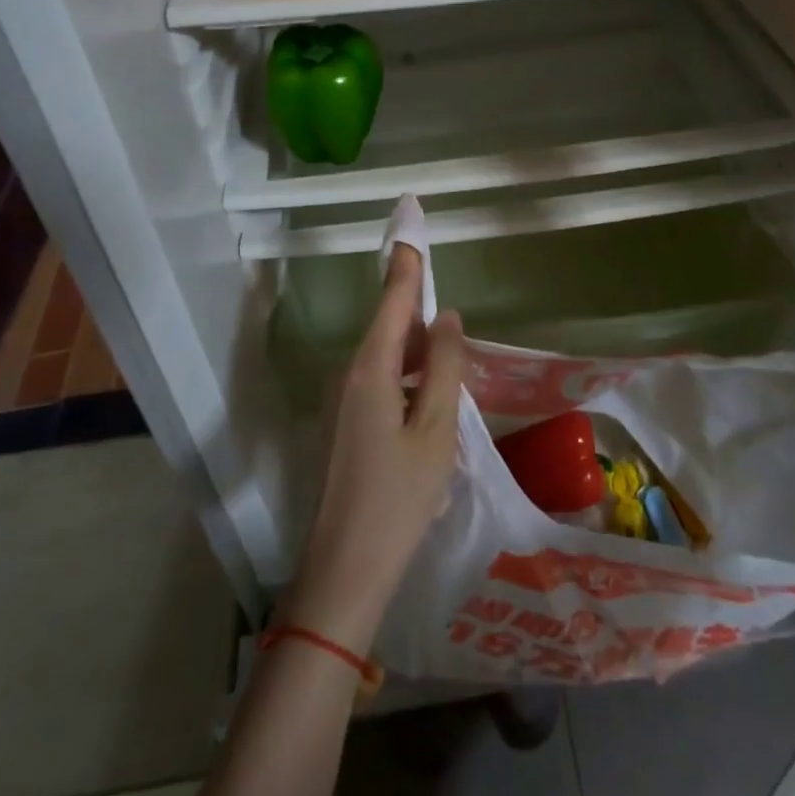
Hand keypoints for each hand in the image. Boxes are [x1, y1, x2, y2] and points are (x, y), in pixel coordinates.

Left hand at [287, 243, 465, 653]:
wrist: (343, 570)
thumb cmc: (398, 498)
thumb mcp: (436, 429)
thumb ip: (443, 366)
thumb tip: (446, 316)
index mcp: (370, 368)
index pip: (392, 298)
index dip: (406, 262)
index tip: (410, 225)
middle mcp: (349, 375)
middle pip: (389, 327)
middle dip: (419, 314)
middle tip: (452, 320)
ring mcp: (342, 403)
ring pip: (386, 358)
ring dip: (417, 352)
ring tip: (450, 366)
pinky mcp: (344, 426)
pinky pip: (379, 383)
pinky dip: (407, 379)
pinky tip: (429, 404)